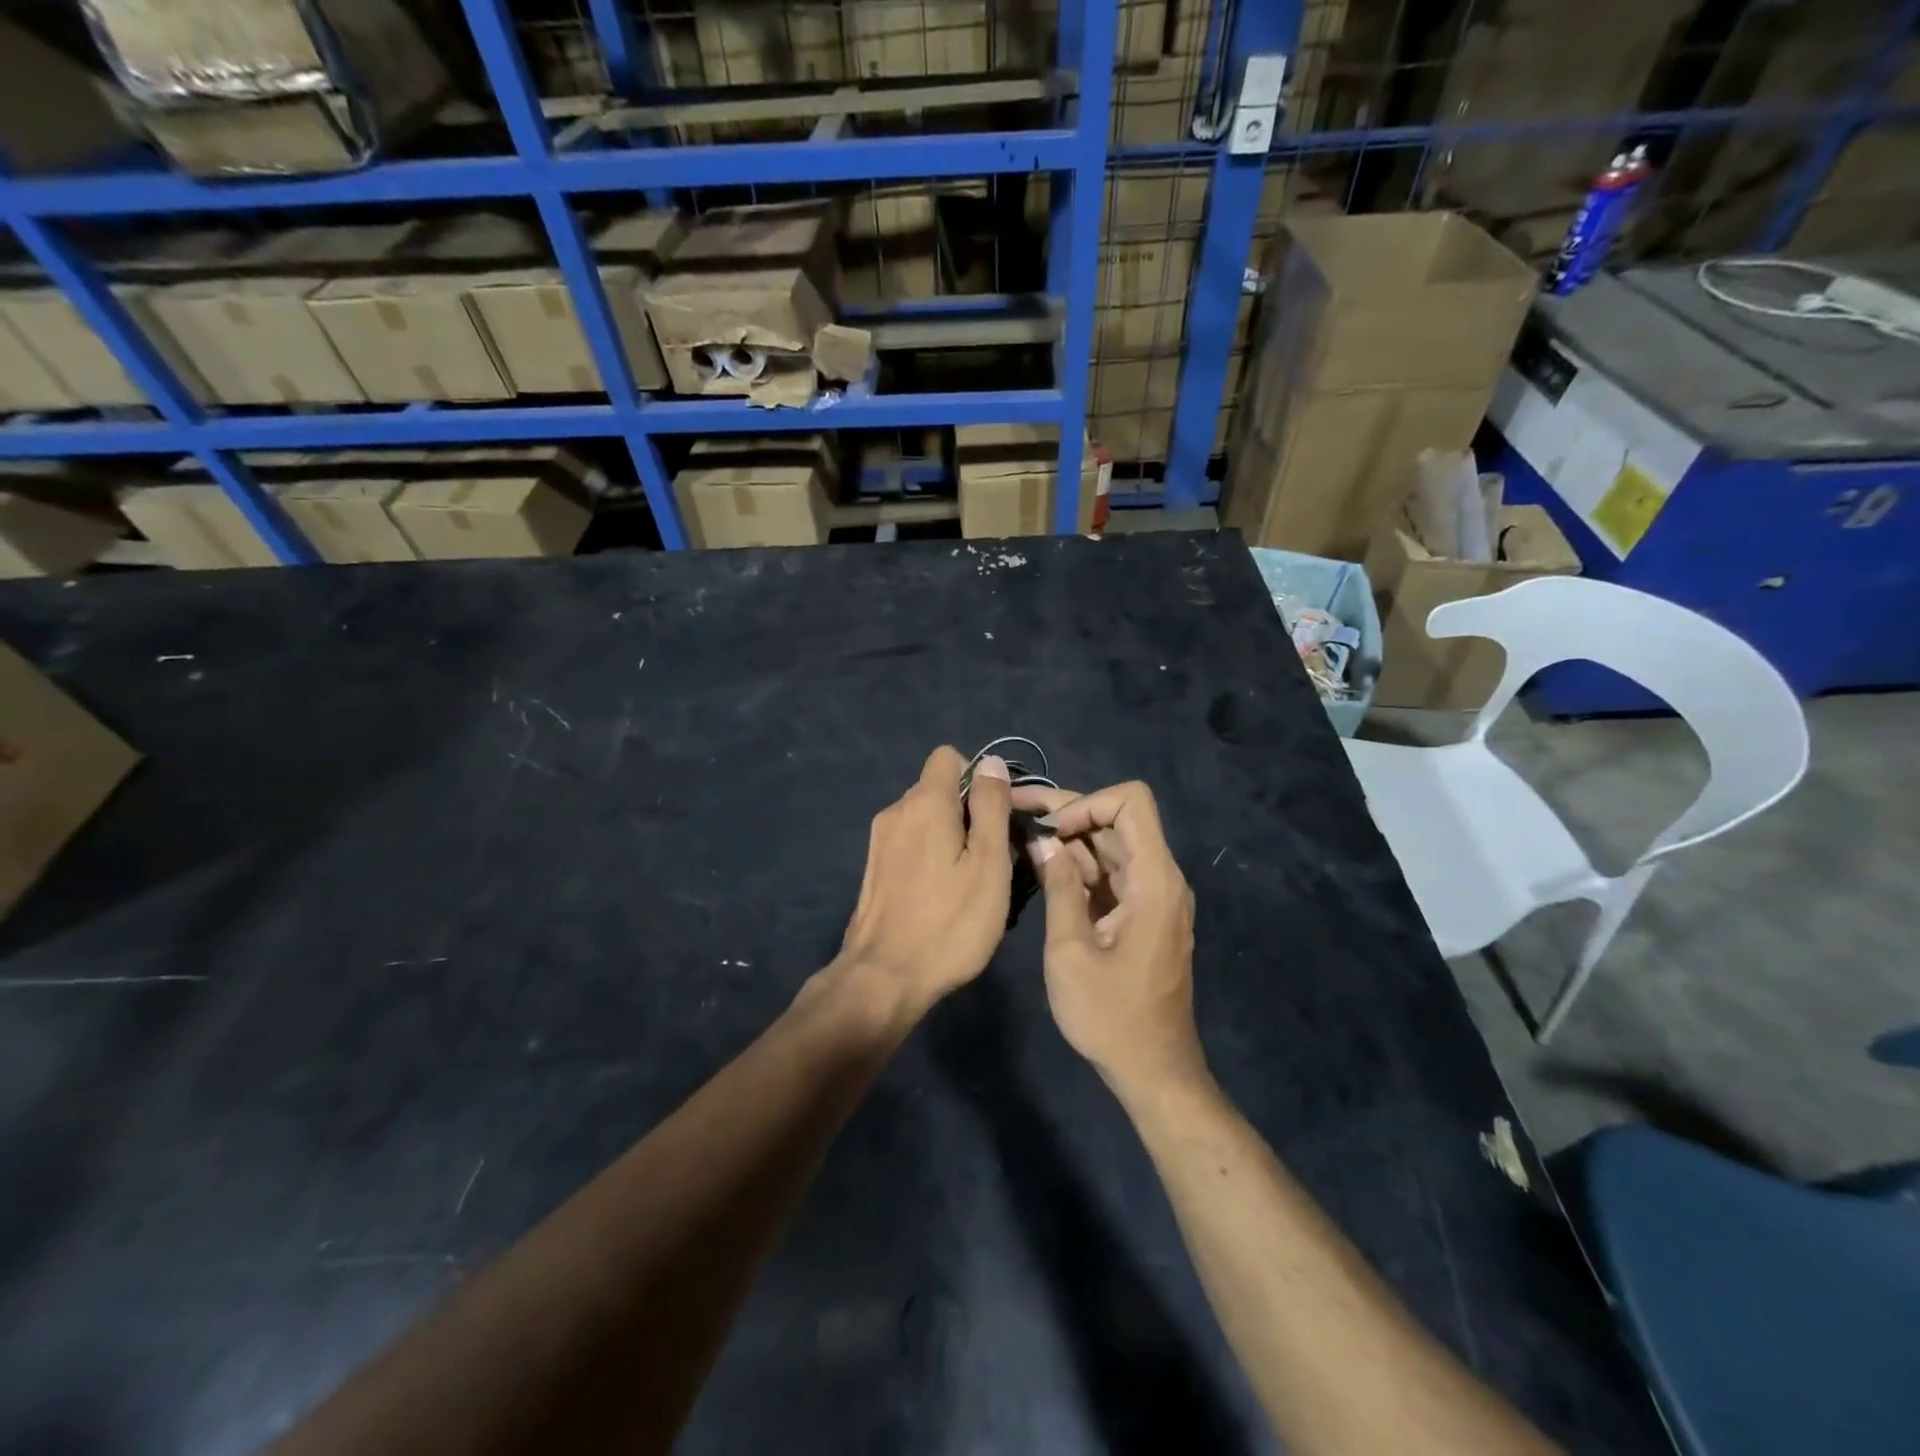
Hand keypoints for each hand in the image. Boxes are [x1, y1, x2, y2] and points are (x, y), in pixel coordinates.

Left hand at [833, 746, 1012, 1018]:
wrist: (884, 978)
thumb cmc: (950, 922)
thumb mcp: (988, 864)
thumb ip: (991, 807)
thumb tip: (991, 763)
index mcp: (925, 803)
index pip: (948, 757)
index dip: (978, 778)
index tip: (996, 815)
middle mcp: (896, 811)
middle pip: (938, 789)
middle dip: (968, 810)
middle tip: (992, 856)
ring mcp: (879, 841)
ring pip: (924, 818)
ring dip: (950, 836)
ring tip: (969, 880)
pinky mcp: (874, 868)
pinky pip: (910, 843)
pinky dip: (930, 855)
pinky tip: (941, 895)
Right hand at [1010, 780, 1204, 1096]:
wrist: (1152, 1071)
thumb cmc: (1111, 1016)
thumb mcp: (1070, 950)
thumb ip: (1057, 887)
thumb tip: (1040, 840)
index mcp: (1153, 880)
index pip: (1132, 802)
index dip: (1088, 803)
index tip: (1052, 831)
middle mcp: (1159, 878)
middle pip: (1115, 820)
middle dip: (1065, 813)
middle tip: (1012, 810)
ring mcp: (1150, 896)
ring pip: (1108, 845)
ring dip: (1067, 839)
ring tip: (1016, 835)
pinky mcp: (1138, 914)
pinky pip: (1108, 874)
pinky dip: (1076, 866)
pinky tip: (1039, 867)